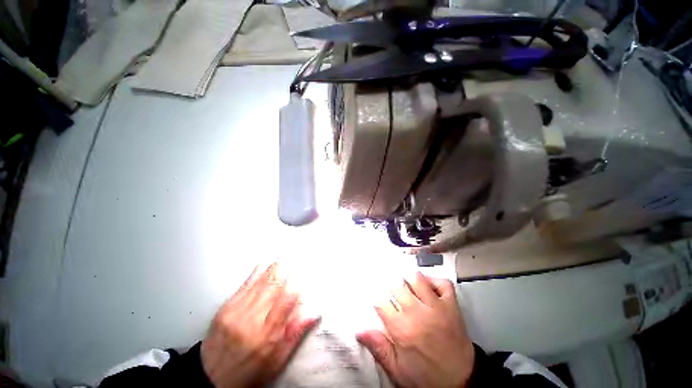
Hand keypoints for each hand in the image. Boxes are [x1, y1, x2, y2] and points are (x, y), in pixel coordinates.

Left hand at [201, 263, 319, 387]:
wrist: (209, 379)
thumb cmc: (247, 373)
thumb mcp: (275, 362)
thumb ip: (294, 336)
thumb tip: (312, 314)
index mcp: (266, 337)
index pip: (285, 303)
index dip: (296, 286)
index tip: (304, 275)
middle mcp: (251, 322)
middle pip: (272, 289)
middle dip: (285, 270)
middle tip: (296, 257)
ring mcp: (236, 313)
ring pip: (259, 284)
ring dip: (273, 268)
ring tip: (283, 255)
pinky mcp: (225, 309)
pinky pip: (244, 286)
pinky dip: (256, 273)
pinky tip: (264, 263)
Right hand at [357, 273, 474, 387]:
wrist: (461, 382)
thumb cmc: (426, 377)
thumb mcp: (398, 370)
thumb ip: (379, 348)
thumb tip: (360, 331)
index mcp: (403, 330)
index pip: (381, 302)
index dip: (377, 300)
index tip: (379, 302)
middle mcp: (418, 314)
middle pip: (397, 286)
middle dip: (391, 288)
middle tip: (392, 294)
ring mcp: (437, 307)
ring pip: (417, 279)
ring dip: (409, 280)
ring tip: (407, 287)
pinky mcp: (452, 306)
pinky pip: (442, 283)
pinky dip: (434, 280)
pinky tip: (427, 285)